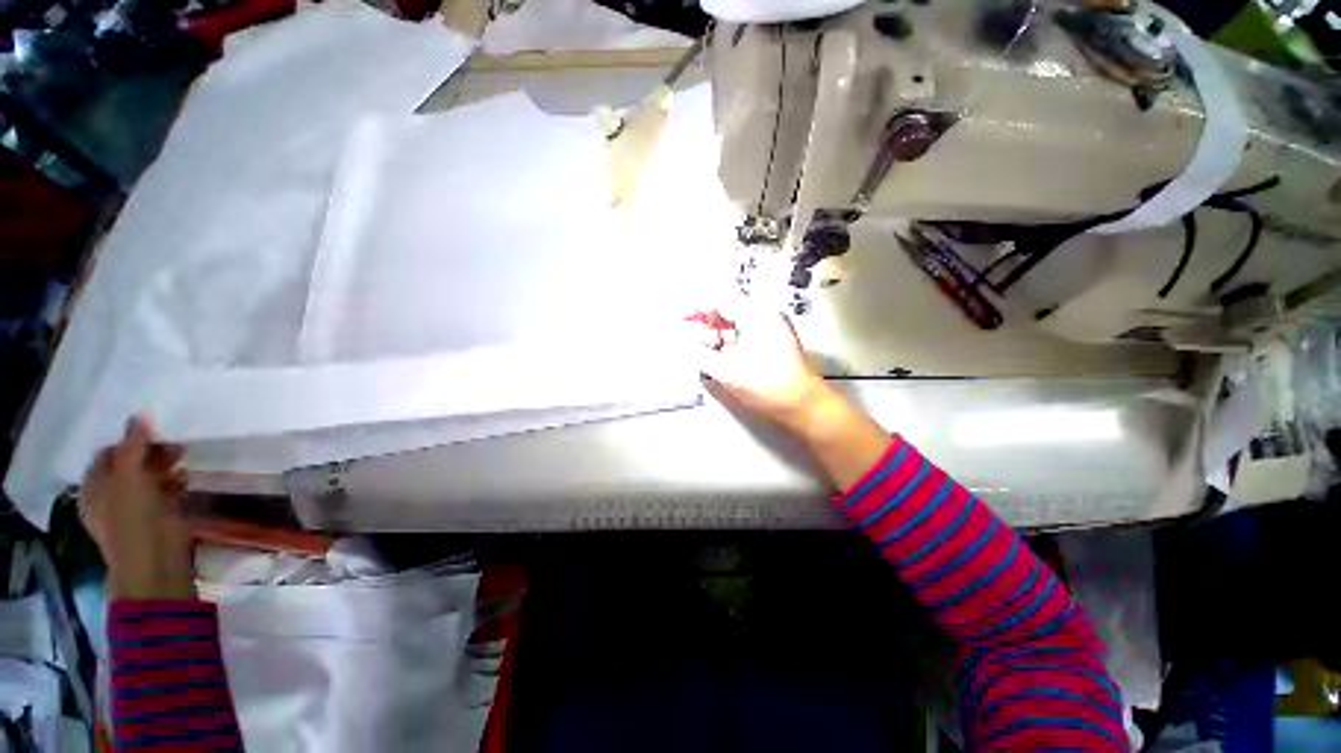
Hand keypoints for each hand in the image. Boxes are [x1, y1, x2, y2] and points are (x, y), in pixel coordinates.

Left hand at [80, 416, 194, 599]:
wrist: (153, 558)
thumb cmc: (131, 516)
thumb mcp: (128, 475)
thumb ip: (134, 444)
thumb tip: (140, 415)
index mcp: (96, 486)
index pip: (110, 454)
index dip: (129, 442)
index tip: (153, 435)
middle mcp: (112, 494)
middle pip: (132, 464)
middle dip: (152, 453)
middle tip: (174, 446)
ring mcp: (137, 506)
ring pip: (151, 477)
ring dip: (166, 466)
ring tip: (183, 459)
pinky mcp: (160, 514)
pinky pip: (167, 491)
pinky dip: (176, 482)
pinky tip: (187, 478)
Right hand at [694, 307, 836, 431]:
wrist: (805, 406)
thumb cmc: (768, 386)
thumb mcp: (728, 371)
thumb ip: (701, 355)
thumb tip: (688, 346)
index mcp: (756, 314)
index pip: (719, 300)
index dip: (696, 308)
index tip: (680, 318)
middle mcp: (766, 315)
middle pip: (728, 309)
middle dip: (708, 324)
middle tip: (697, 340)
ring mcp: (772, 328)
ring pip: (736, 323)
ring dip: (719, 335)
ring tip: (710, 353)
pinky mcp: (774, 342)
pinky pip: (745, 334)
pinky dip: (731, 343)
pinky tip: (724, 358)